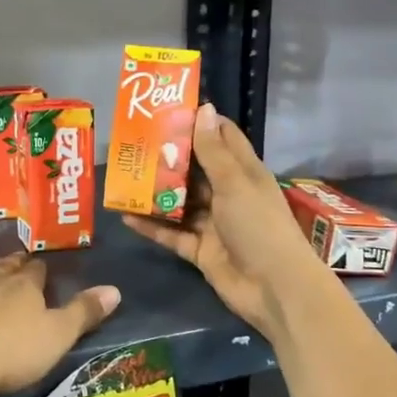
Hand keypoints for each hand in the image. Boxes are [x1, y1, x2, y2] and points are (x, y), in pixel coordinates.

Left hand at [0, 255, 120, 396]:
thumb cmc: (6, 353)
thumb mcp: (56, 338)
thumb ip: (84, 313)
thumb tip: (115, 288)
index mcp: (22, 286)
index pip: (36, 271)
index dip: (40, 271)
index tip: (42, 271)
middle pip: (2, 268)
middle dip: (10, 267)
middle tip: (15, 265)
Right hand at [121, 102, 330, 340]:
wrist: (274, 289)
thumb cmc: (259, 226)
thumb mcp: (235, 183)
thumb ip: (213, 150)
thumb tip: (204, 108)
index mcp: (244, 173)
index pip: (222, 138)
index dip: (199, 123)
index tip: (167, 109)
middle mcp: (227, 194)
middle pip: (194, 170)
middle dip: (167, 157)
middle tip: (133, 142)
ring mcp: (212, 224)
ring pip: (179, 203)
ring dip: (154, 193)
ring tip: (123, 177)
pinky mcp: (199, 250)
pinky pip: (170, 234)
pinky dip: (150, 226)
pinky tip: (124, 216)